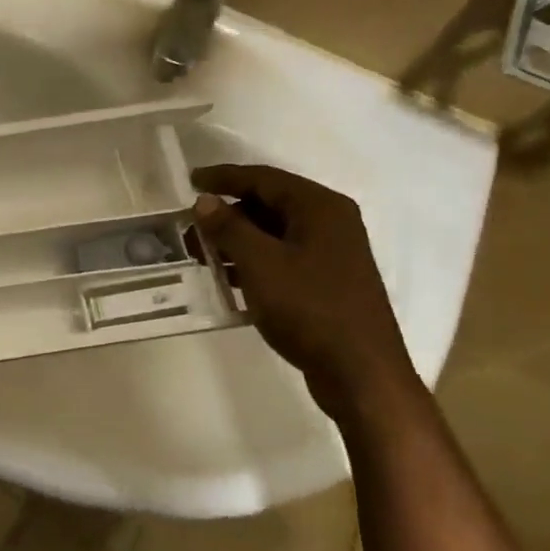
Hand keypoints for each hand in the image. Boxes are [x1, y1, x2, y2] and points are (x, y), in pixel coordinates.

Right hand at [191, 165, 415, 412]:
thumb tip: (204, 201)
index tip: (189, 181)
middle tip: (190, 228)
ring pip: (273, 234)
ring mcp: (331, 254)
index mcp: (320, 208)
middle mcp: (330, 223)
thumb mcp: (261, 264)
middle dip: (227, 214)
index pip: (264, 178)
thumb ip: (229, 228)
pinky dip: (252, 262)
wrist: (360, 372)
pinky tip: (227, 280)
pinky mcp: (325, 282)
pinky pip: (281, 259)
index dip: (224, 177)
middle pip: (269, 204)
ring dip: (236, 241)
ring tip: (200, 255)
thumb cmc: (310, 308)